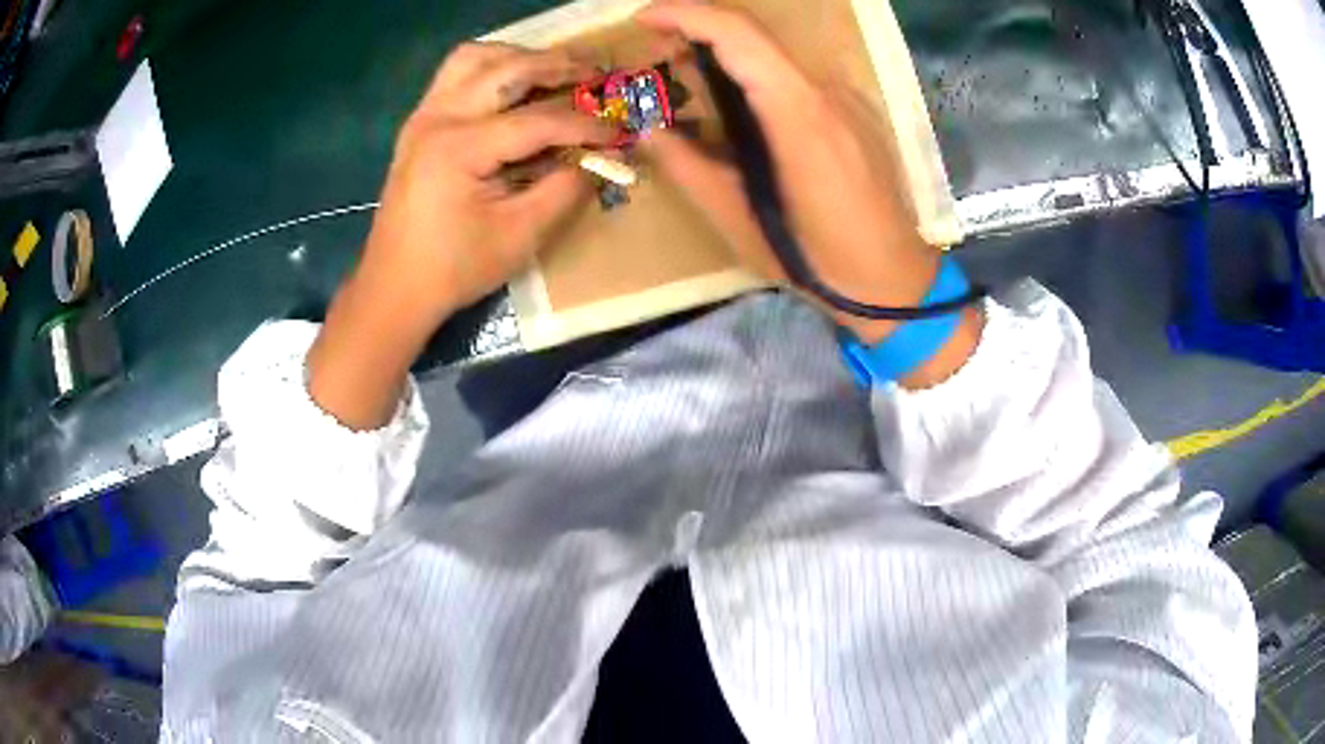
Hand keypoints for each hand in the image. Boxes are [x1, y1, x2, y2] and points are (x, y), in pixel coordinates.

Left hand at [309, 44, 612, 428]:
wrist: (394, 287)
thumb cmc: (454, 269)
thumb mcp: (520, 235)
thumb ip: (566, 188)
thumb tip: (604, 158)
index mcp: (459, 147)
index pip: (539, 119)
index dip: (587, 124)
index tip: (622, 131)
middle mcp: (438, 117)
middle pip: (507, 68)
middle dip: (559, 67)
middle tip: (598, 75)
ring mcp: (423, 116)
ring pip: (474, 58)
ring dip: (519, 57)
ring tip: (554, 72)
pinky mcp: (418, 124)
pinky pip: (455, 74)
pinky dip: (490, 68)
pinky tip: (513, 86)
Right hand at [638, 2, 950, 343]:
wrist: (893, 281)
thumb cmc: (816, 260)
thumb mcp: (738, 220)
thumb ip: (687, 167)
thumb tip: (648, 128)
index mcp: (798, 113)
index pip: (738, 33)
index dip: (685, 14)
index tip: (642, 19)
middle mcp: (827, 91)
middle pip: (755, 37)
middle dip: (697, 33)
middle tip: (655, 59)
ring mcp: (847, 99)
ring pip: (775, 56)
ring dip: (726, 57)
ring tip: (688, 86)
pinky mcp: (855, 112)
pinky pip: (796, 78)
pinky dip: (755, 77)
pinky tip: (739, 110)